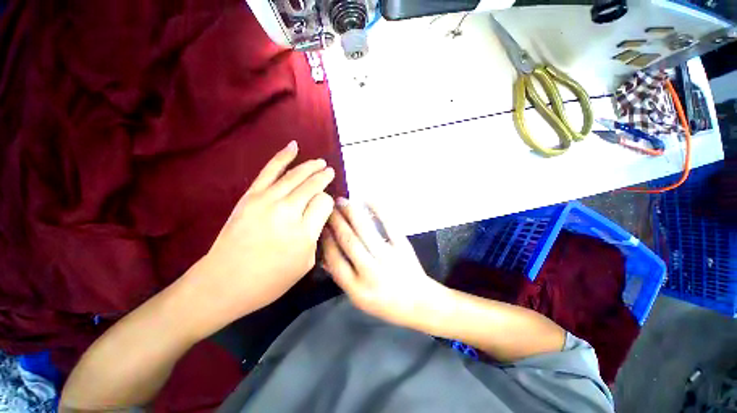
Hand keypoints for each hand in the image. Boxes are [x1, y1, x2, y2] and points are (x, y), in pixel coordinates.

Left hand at [185, 141, 335, 331]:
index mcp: (303, 232)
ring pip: (296, 175)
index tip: (326, 206)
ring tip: (321, 162)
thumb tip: (318, 214)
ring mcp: (267, 200)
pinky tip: (294, 146)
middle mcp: (287, 211)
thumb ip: (316, 235)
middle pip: (312, 186)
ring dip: (311, 166)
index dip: (328, 201)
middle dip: (324, 177)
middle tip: (330, 172)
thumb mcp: (305, 263)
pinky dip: (283, 156)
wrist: (224, 283)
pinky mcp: (251, 196)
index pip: (324, 203)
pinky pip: (270, 170)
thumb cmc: (270, 280)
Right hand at [322, 199, 445, 328]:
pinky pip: (389, 225)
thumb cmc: (386, 303)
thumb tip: (325, 255)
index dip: (326, 240)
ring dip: (351, 213)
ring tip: (342, 202)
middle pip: (348, 241)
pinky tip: (367, 199)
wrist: (419, 302)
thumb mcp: (359, 299)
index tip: (321, 226)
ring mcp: (388, 257)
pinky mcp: (402, 247)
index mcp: (357, 289)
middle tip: (328, 207)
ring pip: (364, 231)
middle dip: (336, 222)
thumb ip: (342, 277)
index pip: (335, 260)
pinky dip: (378, 210)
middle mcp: (371, 272)